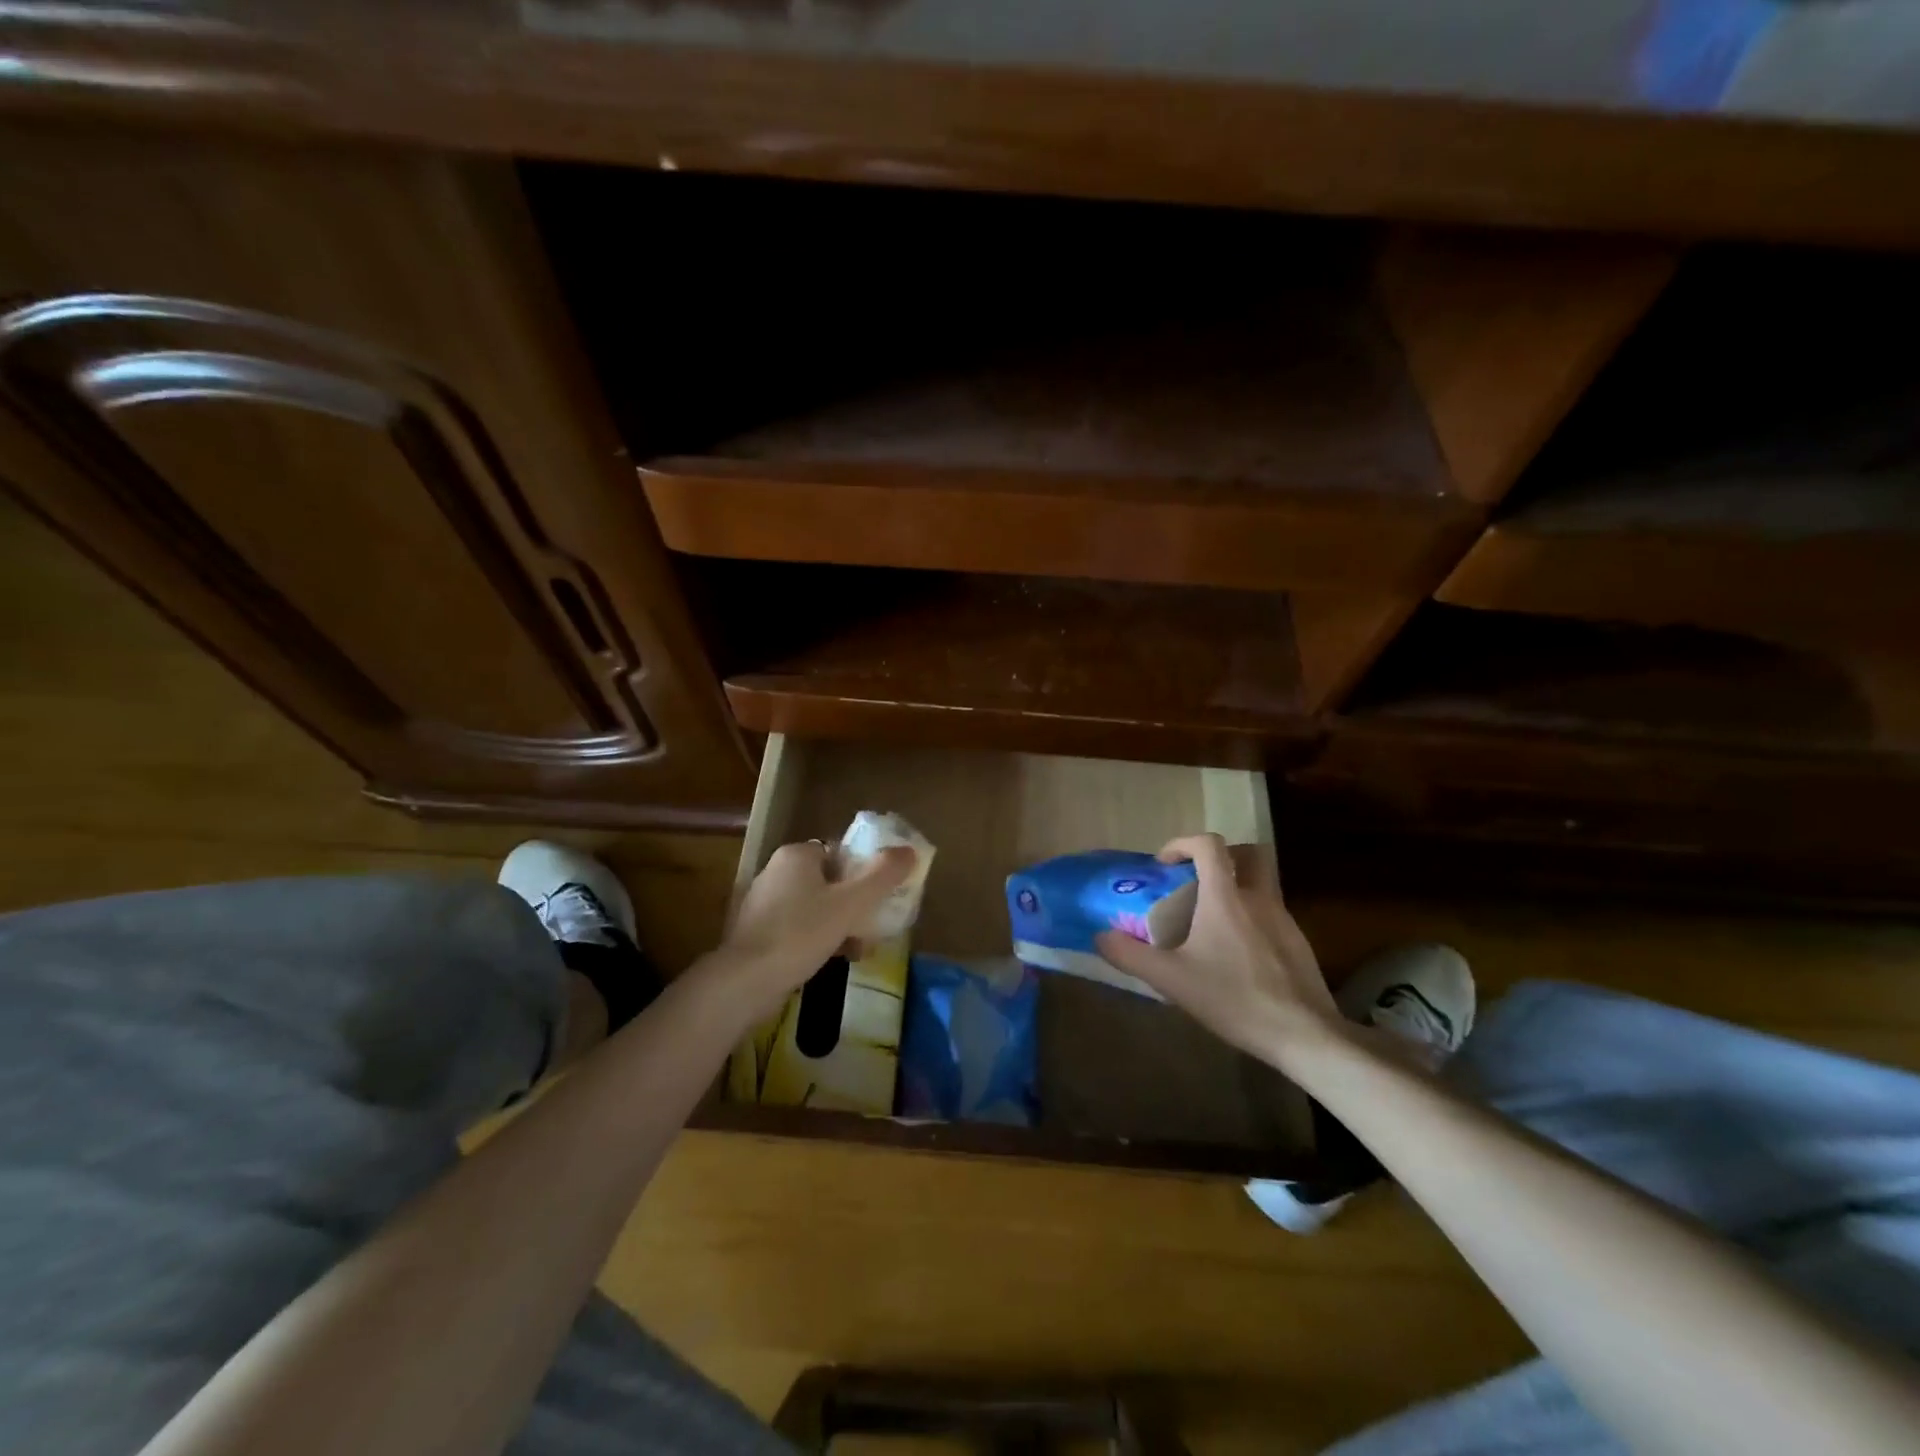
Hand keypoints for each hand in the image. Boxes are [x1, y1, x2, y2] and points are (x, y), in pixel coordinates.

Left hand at [710, 840, 916, 1018]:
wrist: (745, 982)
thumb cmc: (800, 933)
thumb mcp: (851, 903)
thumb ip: (882, 875)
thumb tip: (908, 850)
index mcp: (796, 855)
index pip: (839, 853)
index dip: (863, 874)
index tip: (879, 899)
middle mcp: (775, 871)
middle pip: (829, 881)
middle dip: (853, 905)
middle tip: (872, 928)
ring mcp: (762, 902)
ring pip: (814, 907)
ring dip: (838, 925)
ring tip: (857, 950)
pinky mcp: (756, 932)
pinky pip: (797, 927)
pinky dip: (816, 939)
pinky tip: (831, 960)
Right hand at [1094, 833, 1341, 1069]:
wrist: (1304, 1035)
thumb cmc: (1233, 998)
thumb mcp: (1171, 980)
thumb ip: (1131, 955)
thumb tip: (1100, 936)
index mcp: (1226, 897)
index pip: (1209, 845)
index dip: (1183, 844)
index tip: (1164, 864)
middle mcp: (1259, 898)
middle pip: (1249, 853)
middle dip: (1222, 856)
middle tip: (1197, 880)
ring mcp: (1284, 920)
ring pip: (1262, 884)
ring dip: (1236, 888)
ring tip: (1210, 923)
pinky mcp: (1299, 943)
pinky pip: (1271, 913)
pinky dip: (1251, 917)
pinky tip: (1237, 955)